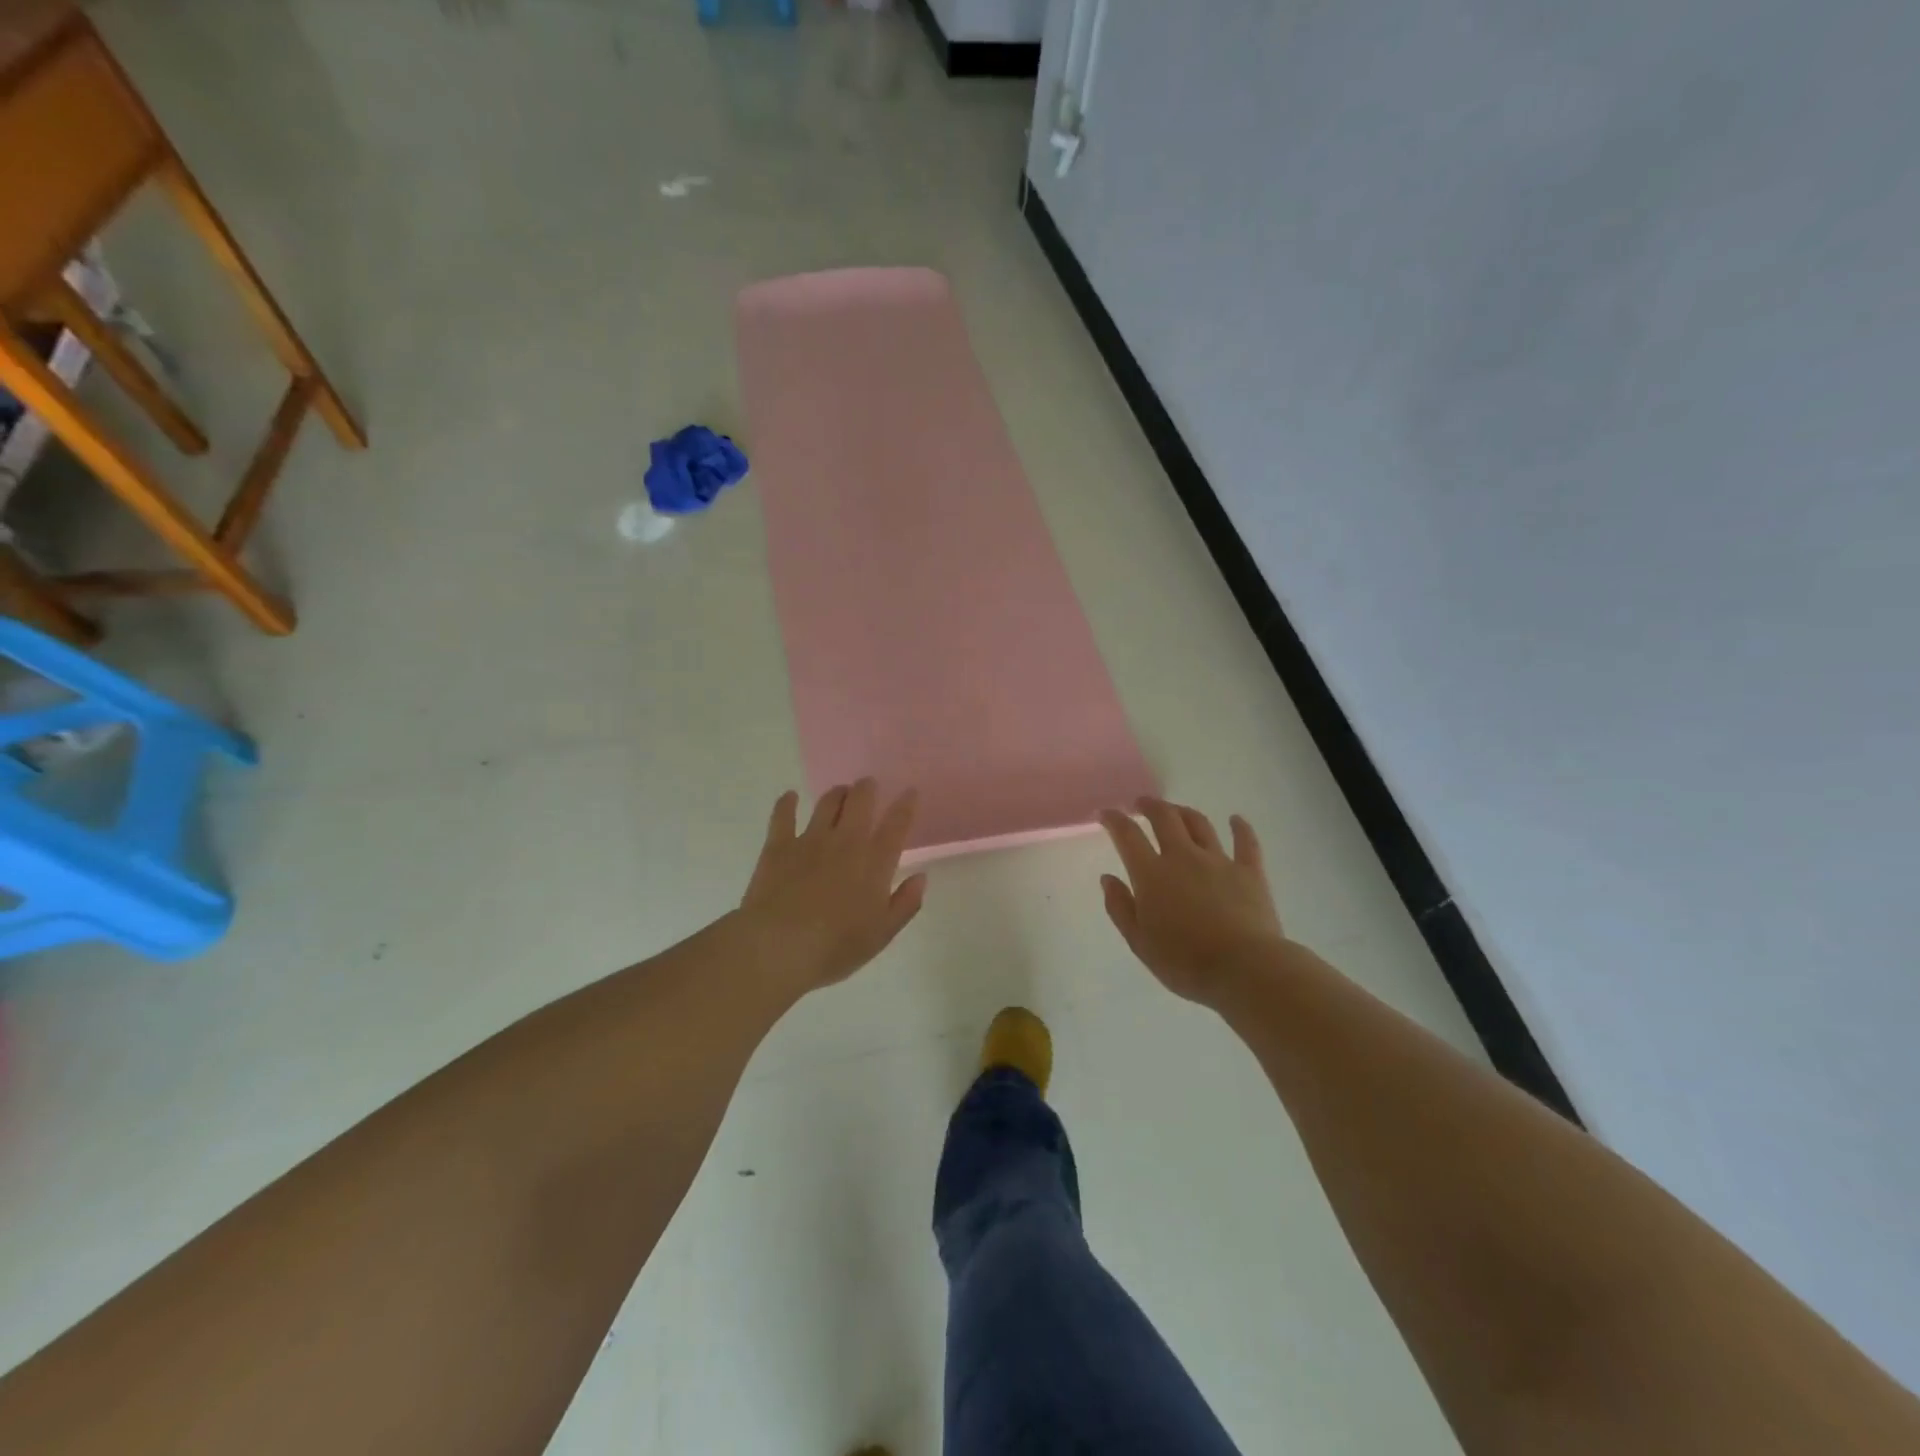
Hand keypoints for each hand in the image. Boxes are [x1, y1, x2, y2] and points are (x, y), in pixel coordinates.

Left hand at [737, 780, 927, 994]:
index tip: (910, 792)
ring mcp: (810, 840)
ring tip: (840, 792)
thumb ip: (905, 904)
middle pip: (861, 801)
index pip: (896, 824)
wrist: (778, 947)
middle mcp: (846, 842)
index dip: (905, 805)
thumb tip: (921, 877)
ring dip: (837, 793)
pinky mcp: (779, 845)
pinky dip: (787, 803)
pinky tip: (790, 797)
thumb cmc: (835, 947)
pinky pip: (783, 815)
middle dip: (867, 788)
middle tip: (868, 786)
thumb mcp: (881, 934)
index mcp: (875, 863)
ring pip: (827, 803)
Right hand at [1099, 798, 1286, 1007]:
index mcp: (1152, 874)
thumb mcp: (1139, 942)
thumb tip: (1107, 878)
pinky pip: (1246, 842)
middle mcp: (1183, 857)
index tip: (1106, 814)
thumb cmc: (1184, 962)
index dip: (1114, 820)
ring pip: (1199, 824)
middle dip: (1150, 806)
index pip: (1127, 836)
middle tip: (1141, 803)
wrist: (1244, 969)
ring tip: (1176, 810)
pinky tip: (1236, 819)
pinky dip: (1240, 828)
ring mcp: (1219, 861)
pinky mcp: (1250, 872)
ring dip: (1184, 812)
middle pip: (1164, 818)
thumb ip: (1120, 907)